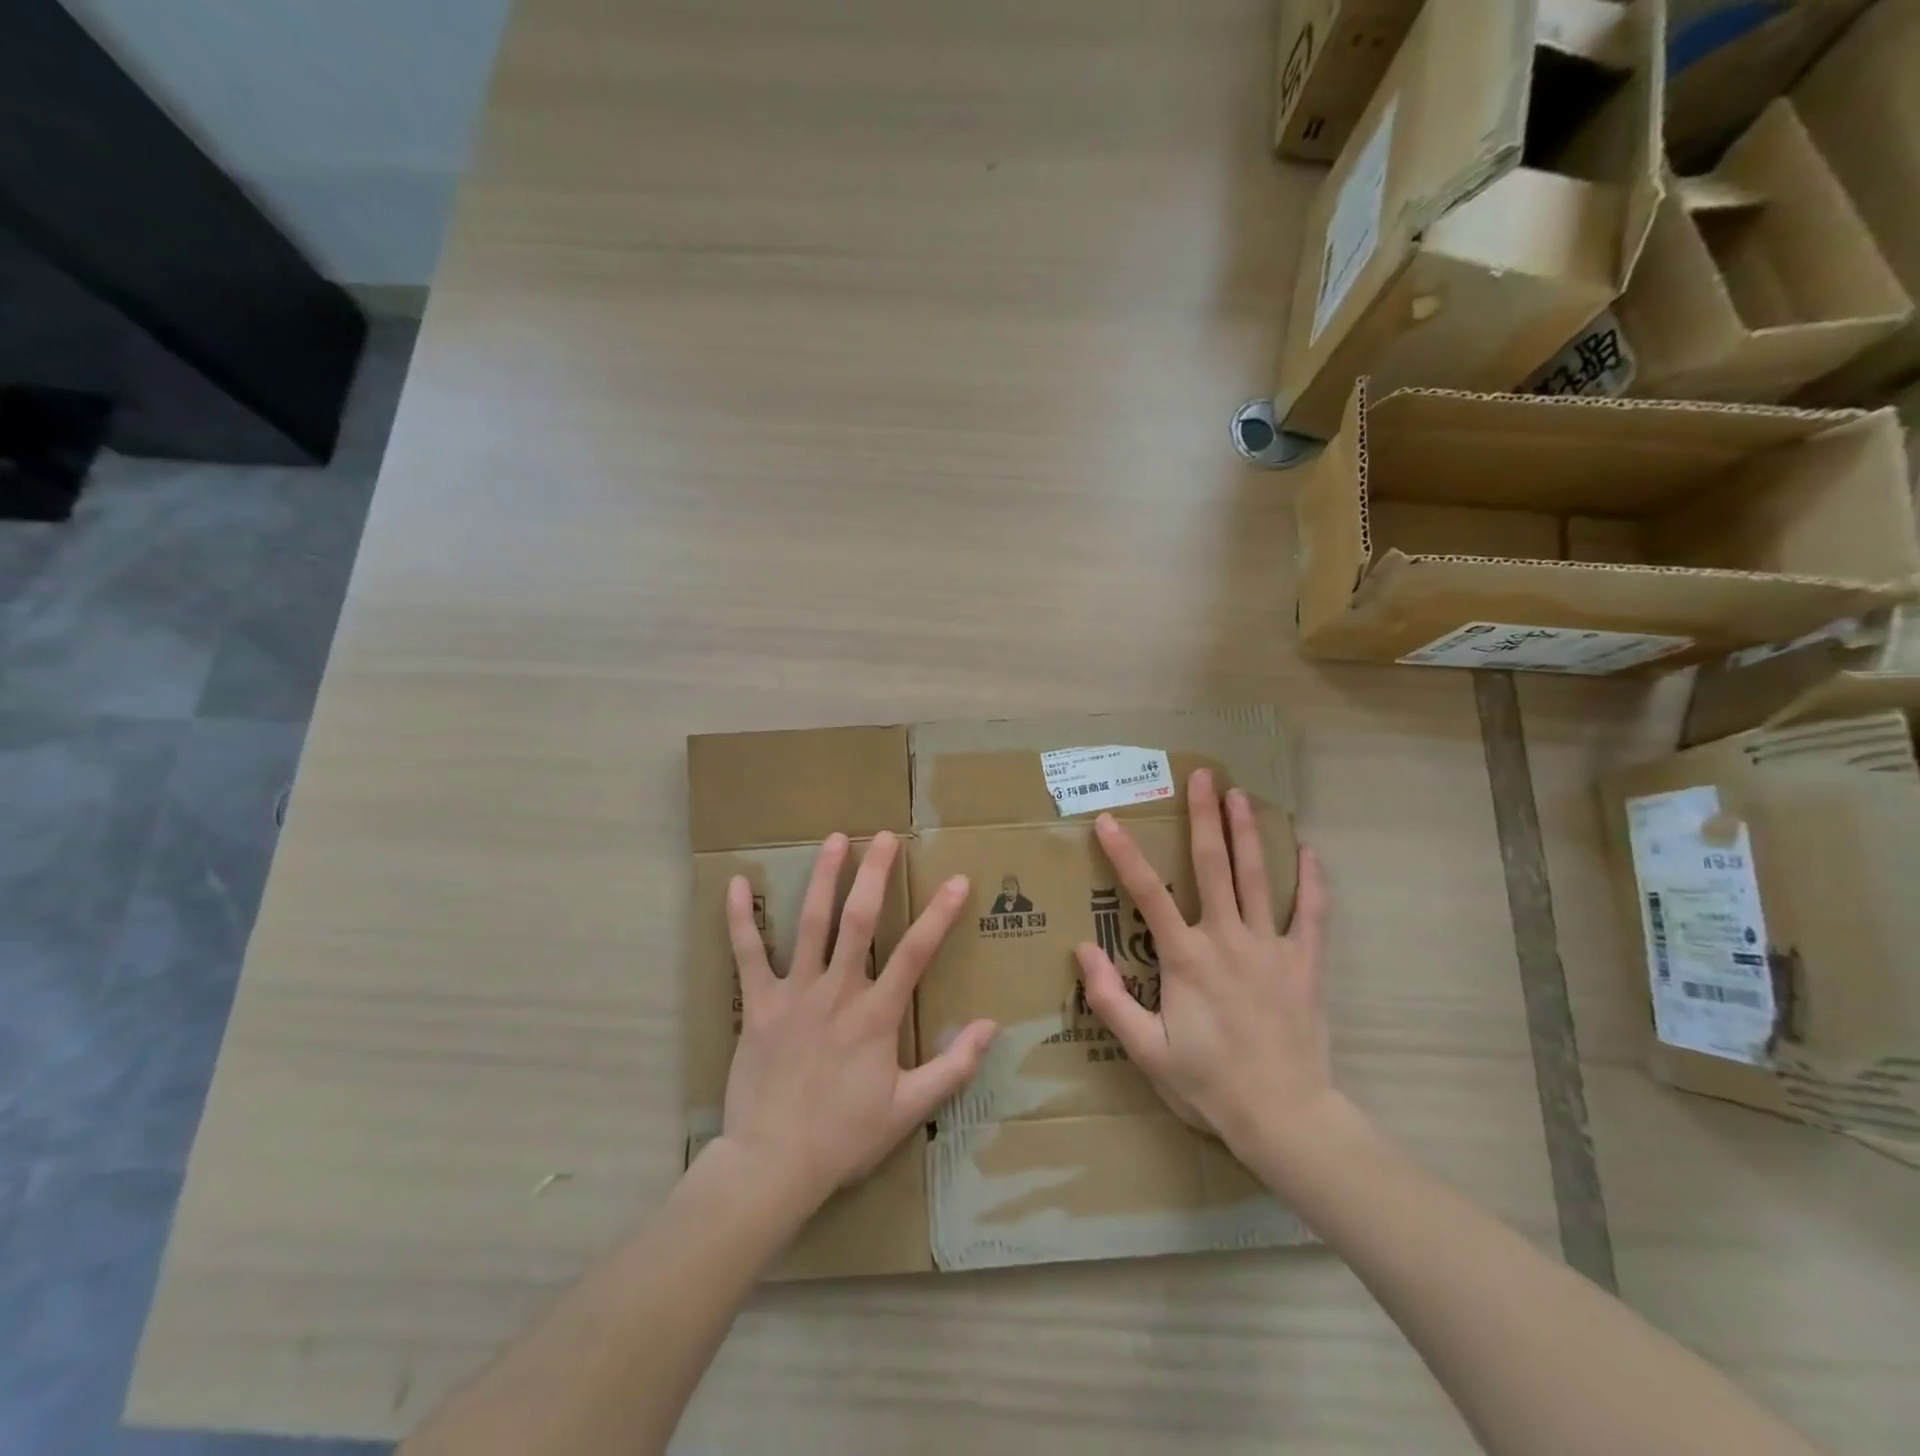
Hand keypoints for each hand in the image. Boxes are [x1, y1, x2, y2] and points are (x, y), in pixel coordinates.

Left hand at [719, 830, 996, 1214]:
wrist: (772, 1165)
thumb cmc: (844, 1137)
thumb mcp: (909, 1109)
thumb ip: (953, 1067)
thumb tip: (991, 1026)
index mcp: (875, 1015)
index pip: (915, 953)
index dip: (939, 914)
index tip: (957, 880)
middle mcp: (837, 991)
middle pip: (859, 921)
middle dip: (874, 874)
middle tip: (884, 837)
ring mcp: (793, 993)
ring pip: (810, 924)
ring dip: (823, 878)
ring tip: (835, 840)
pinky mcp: (757, 1004)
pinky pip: (747, 954)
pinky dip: (740, 919)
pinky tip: (735, 884)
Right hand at [1075, 768, 1332, 1159]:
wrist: (1285, 1118)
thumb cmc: (1209, 1085)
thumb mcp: (1147, 1052)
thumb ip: (1110, 1000)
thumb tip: (1082, 950)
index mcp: (1185, 958)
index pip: (1147, 894)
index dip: (1124, 854)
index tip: (1108, 820)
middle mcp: (1227, 939)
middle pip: (1213, 866)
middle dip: (1204, 818)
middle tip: (1202, 776)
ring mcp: (1270, 947)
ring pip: (1257, 878)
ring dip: (1247, 832)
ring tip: (1241, 794)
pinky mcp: (1305, 962)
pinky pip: (1311, 913)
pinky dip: (1310, 880)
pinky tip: (1308, 849)